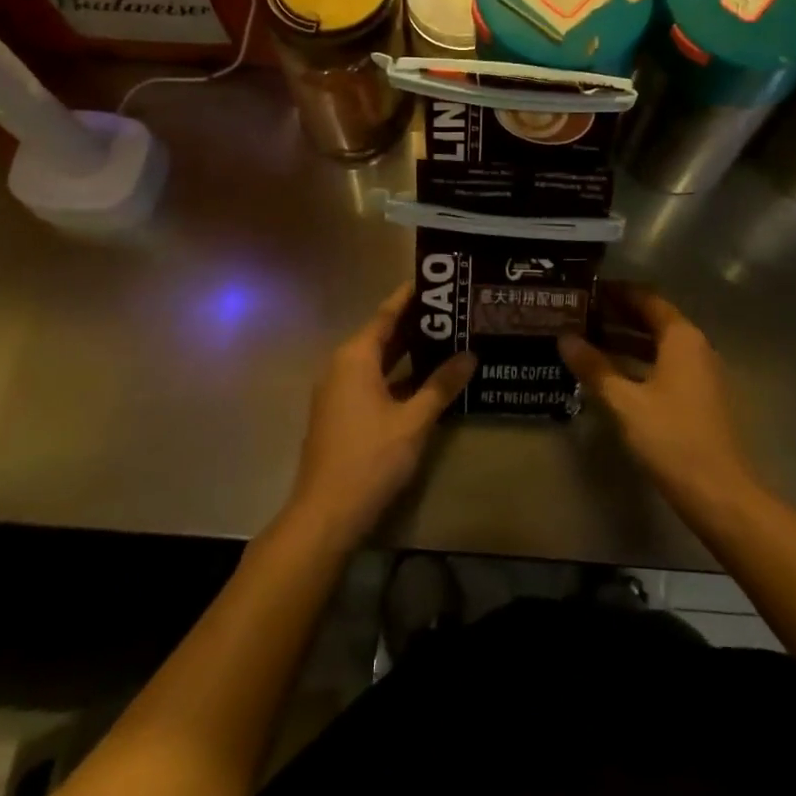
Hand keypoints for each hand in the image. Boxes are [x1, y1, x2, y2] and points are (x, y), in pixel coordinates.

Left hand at [285, 282, 476, 544]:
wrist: (325, 514)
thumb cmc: (370, 458)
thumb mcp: (414, 421)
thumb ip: (442, 385)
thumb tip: (470, 356)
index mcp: (356, 356)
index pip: (387, 313)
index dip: (411, 296)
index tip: (437, 280)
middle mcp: (342, 366)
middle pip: (383, 334)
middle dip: (416, 324)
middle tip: (453, 310)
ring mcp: (339, 391)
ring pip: (379, 360)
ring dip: (409, 352)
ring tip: (447, 339)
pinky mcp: (341, 414)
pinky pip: (373, 381)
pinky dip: (398, 375)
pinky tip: (427, 380)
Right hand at [560, 284, 760, 523]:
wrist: (720, 494)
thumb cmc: (672, 438)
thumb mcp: (625, 402)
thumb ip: (594, 367)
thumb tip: (564, 338)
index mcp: (681, 337)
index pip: (646, 298)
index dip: (616, 292)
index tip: (586, 290)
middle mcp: (695, 346)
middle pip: (653, 320)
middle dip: (617, 316)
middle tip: (580, 314)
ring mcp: (700, 373)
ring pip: (658, 345)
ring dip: (626, 341)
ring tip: (587, 341)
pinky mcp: (699, 398)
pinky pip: (664, 366)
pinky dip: (638, 363)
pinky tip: (611, 376)